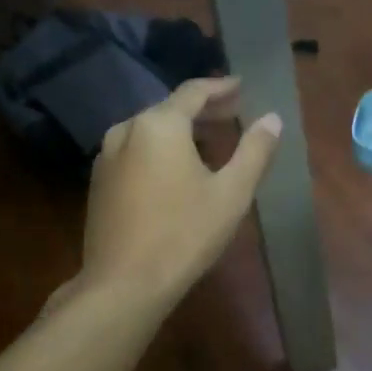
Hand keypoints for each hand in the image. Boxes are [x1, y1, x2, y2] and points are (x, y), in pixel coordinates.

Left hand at [79, 76, 280, 306]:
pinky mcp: (99, 181)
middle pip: (169, 109)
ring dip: (180, 131)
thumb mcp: (231, 193)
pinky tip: (175, 169)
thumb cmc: (184, 235)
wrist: (123, 284)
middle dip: (203, 110)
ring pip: (149, 130)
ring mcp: (107, 155)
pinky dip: (159, 149)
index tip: (242, 86)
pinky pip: (135, 151)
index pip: (194, 91)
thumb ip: (254, 150)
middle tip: (233, 114)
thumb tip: (272, 118)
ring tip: (208, 142)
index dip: (221, 87)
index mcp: (159, 124)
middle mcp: (127, 129)